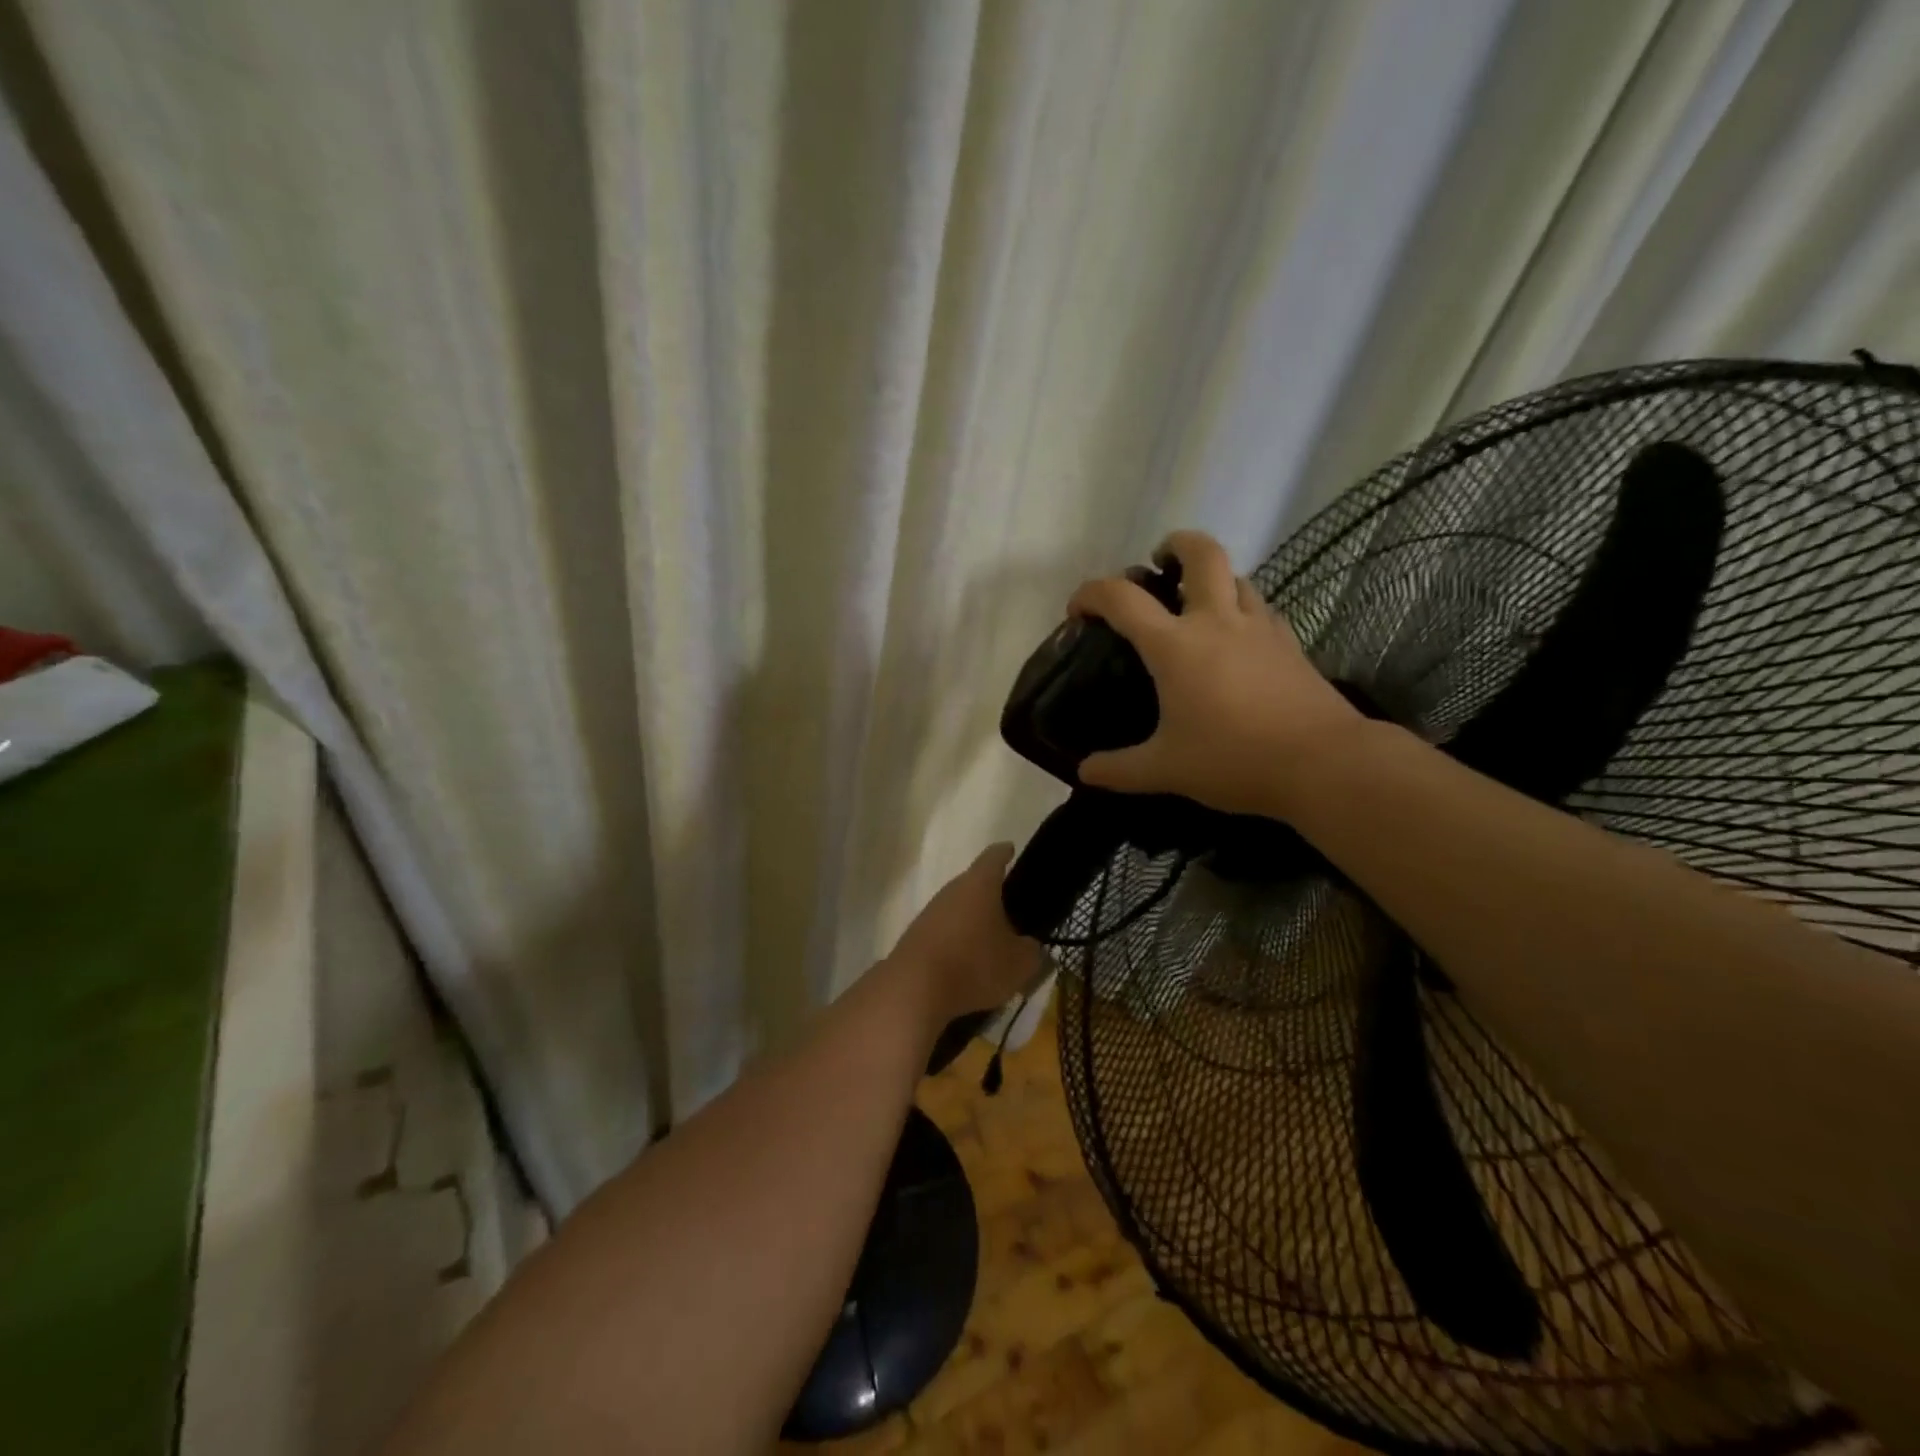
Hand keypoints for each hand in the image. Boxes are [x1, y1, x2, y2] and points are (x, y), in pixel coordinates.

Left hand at [887, 843, 1042, 1027]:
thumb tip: (1028, 946)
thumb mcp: (1019, 963)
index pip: (993, 857)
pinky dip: (957, 943)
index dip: (1004, 853)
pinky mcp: (915, 938)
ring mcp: (929, 913)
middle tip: (1011, 911)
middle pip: (973, 884)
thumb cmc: (975, 965)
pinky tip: (967, 965)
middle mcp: (951, 891)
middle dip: (991, 896)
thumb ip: (1031, 950)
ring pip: (957, 910)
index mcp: (979, 885)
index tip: (1010, 850)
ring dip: (973, 923)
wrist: (914, 990)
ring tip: (991, 946)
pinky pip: (944, 933)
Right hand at [1068, 530, 1361, 817]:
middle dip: (1175, 545)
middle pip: (1201, 553)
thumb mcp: (1165, 769)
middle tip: (1159, 563)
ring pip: (1237, 576)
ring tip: (1196, 603)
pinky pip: (1261, 609)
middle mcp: (1217, 622)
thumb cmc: (1233, 759)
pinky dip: (1242, 609)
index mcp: (1175, 645)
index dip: (1092, 593)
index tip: (1078, 611)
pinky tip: (1237, 638)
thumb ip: (1119, 769)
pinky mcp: (1290, 644)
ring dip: (1212, 577)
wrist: (1323, 763)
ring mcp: (1260, 628)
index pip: (1123, 598)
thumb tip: (1084, 772)